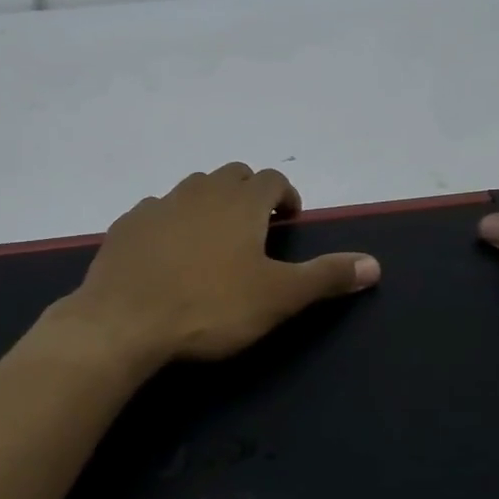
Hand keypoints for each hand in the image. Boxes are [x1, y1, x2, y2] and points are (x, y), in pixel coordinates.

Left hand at [49, 163, 380, 367]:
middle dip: (249, 193)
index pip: (271, 179)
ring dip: (210, 204)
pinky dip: (171, 222)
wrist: (123, 323)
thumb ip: (326, 277)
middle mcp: (199, 192)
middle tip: (256, 228)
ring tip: (214, 240)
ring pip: (191, 189)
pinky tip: (168, 253)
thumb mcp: (278, 297)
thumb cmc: (210, 308)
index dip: (286, 195)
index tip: (289, 219)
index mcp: (240, 203)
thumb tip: (375, 264)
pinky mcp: (125, 226)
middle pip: (232, 175)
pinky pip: (156, 212)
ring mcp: (157, 206)